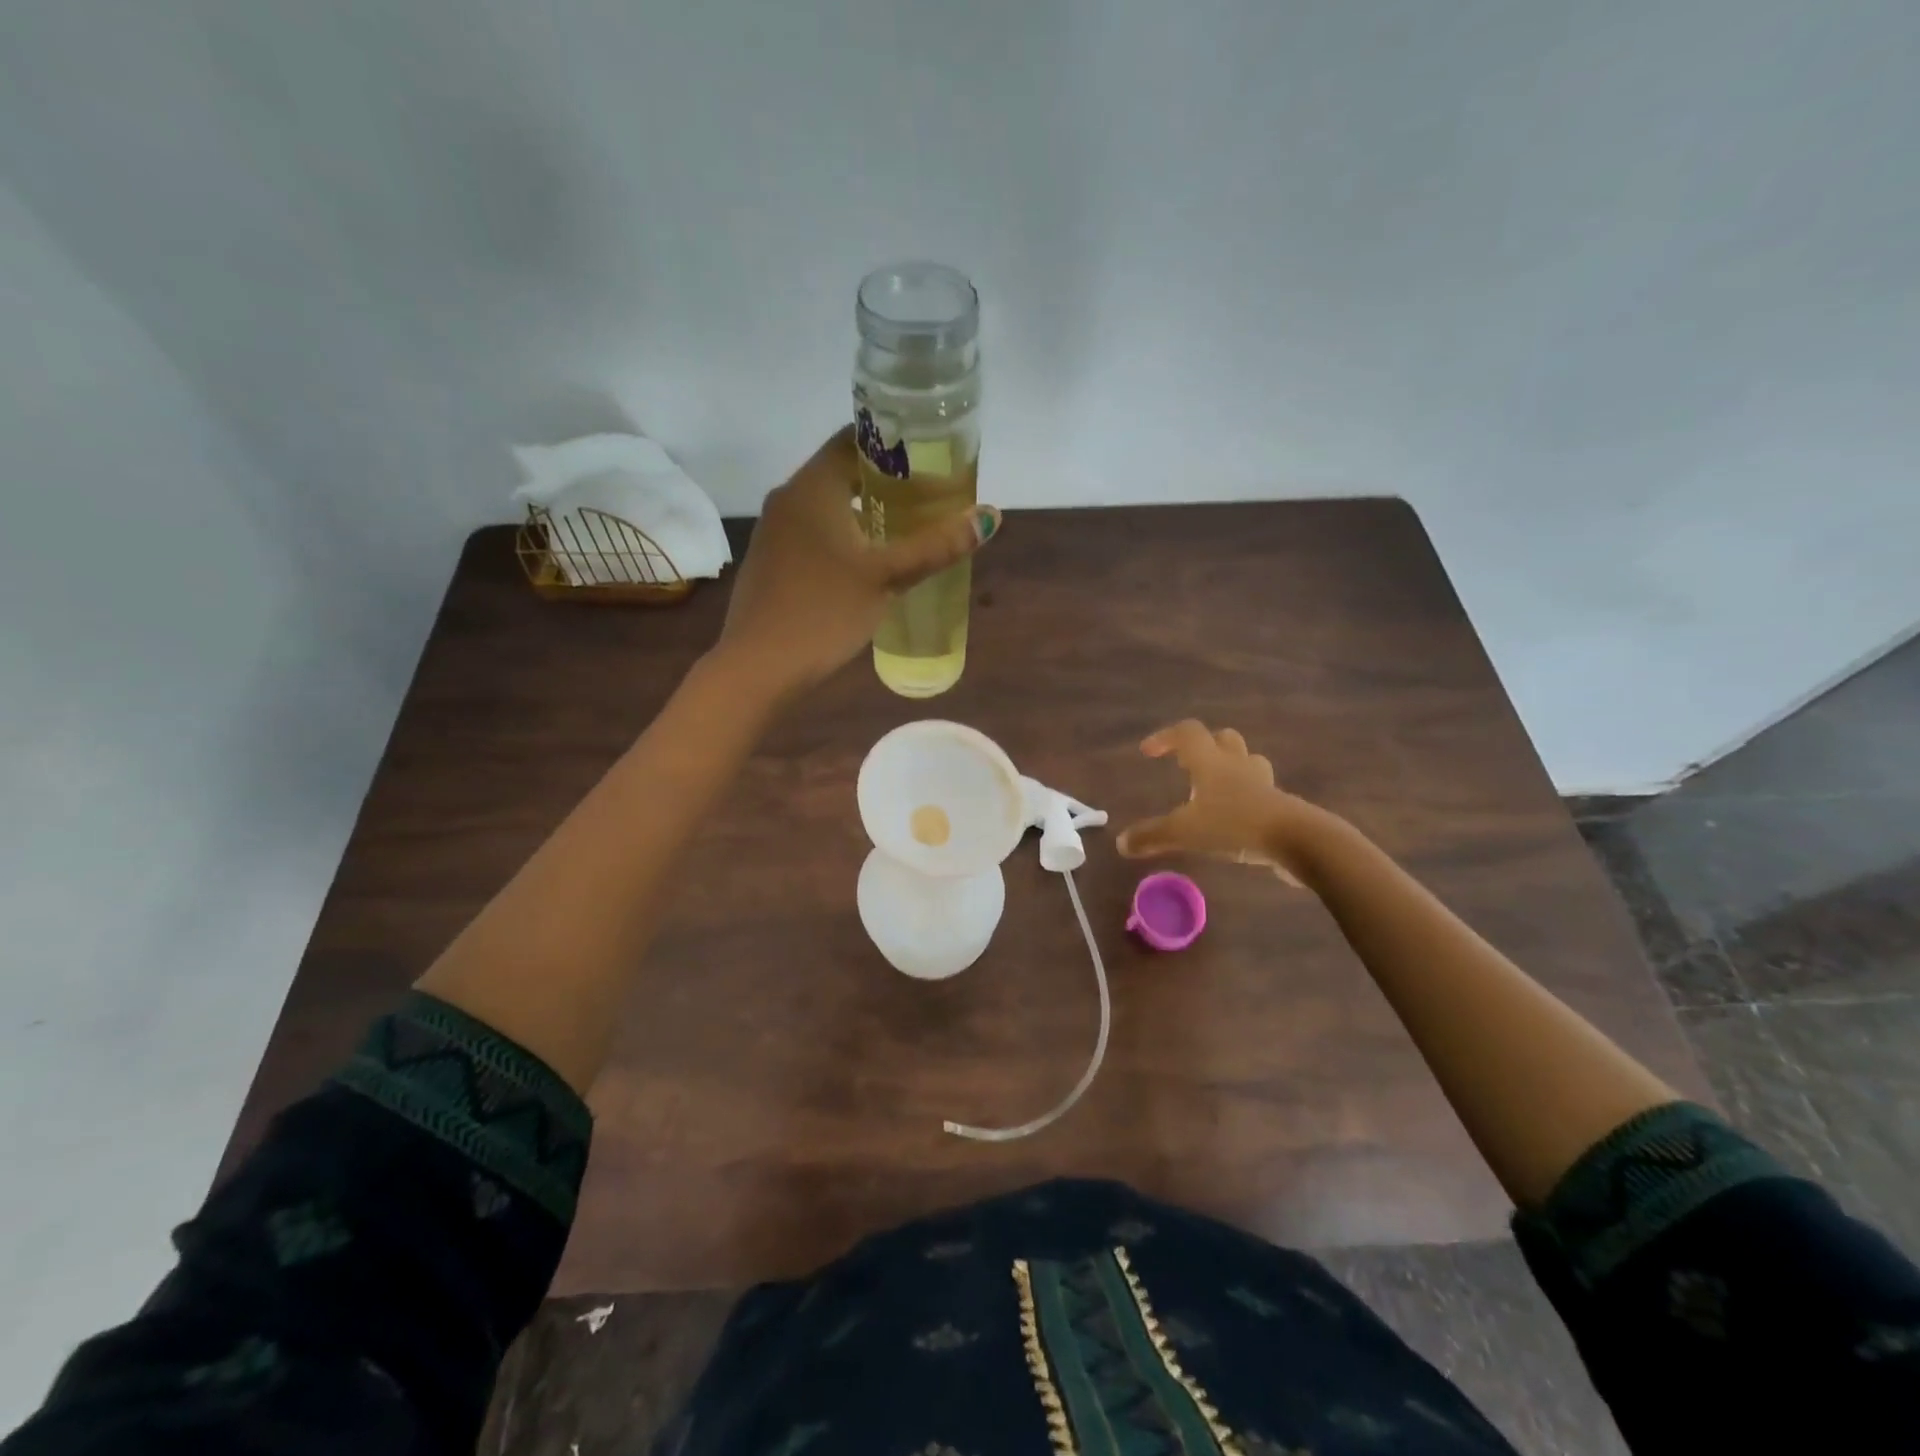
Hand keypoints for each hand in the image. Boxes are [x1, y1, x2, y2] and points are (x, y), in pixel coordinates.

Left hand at [714, 427, 999, 699]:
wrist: (759, 666)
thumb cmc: (824, 612)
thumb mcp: (887, 578)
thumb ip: (936, 546)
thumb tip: (990, 517)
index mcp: (813, 487)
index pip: (854, 439)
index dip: (894, 442)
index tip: (929, 457)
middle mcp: (788, 498)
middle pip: (841, 470)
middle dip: (885, 480)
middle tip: (928, 495)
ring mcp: (774, 531)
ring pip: (827, 504)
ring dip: (864, 509)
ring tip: (906, 527)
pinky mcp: (771, 560)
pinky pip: (813, 531)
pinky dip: (843, 534)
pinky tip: (867, 561)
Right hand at [1115, 720, 1325, 884]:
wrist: (1299, 841)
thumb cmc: (1235, 825)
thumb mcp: (1185, 833)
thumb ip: (1152, 836)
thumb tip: (1121, 844)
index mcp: (1211, 763)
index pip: (1187, 733)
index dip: (1165, 737)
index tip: (1149, 752)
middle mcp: (1237, 766)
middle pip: (1223, 739)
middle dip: (1204, 747)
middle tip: (1186, 766)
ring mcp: (1263, 784)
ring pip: (1246, 762)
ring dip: (1229, 768)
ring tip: (1213, 790)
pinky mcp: (1281, 806)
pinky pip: (1261, 792)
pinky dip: (1246, 799)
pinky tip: (1236, 820)